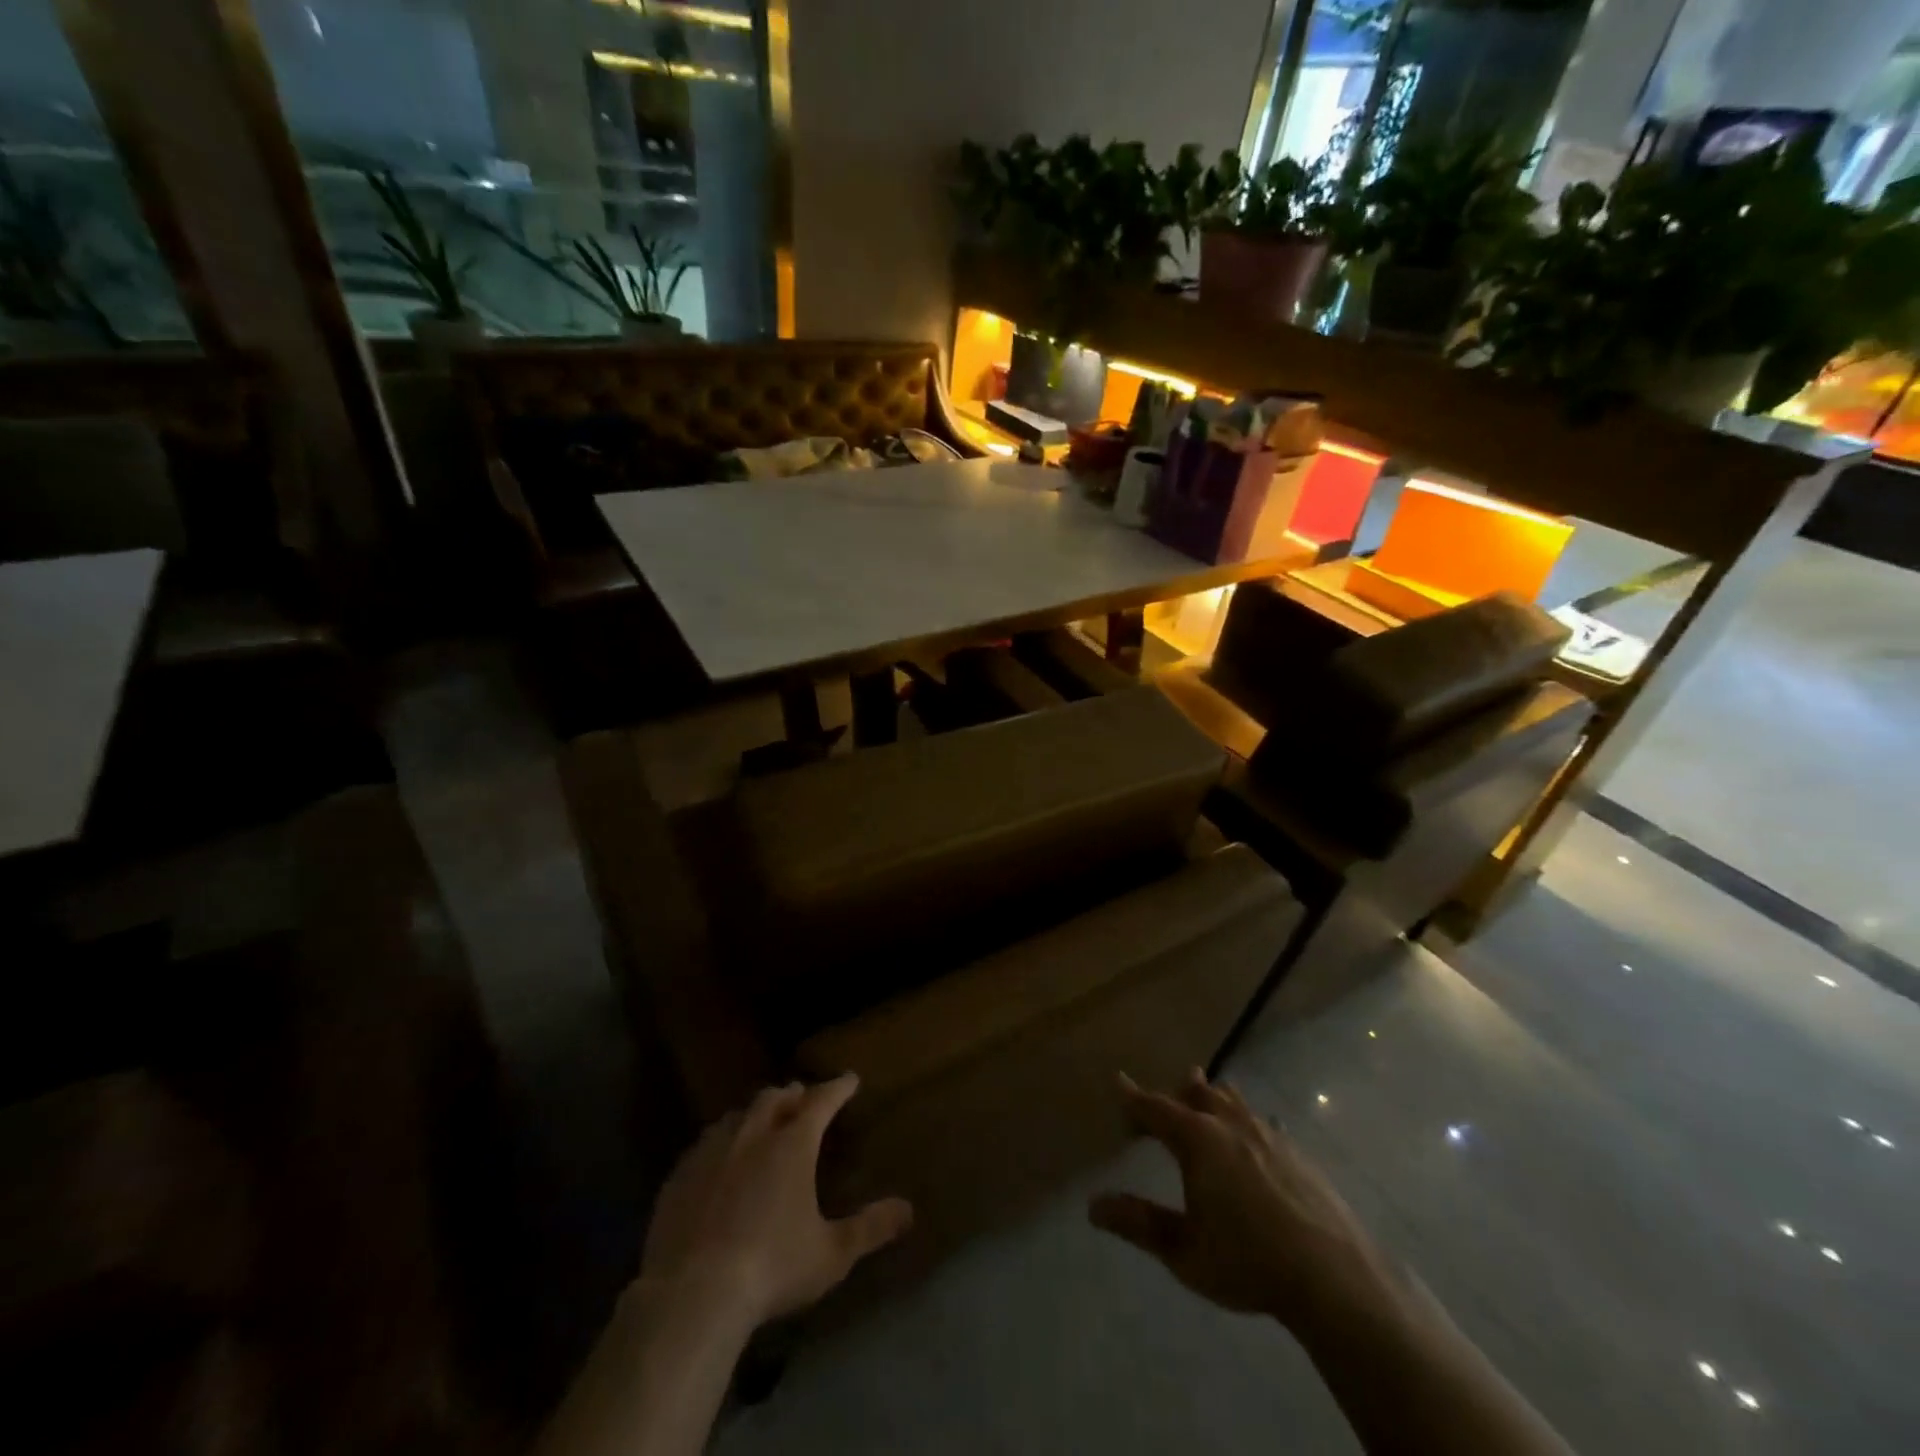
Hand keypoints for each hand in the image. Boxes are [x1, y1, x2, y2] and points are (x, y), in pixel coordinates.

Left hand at [641, 1075, 912, 1328]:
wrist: (692, 1294)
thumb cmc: (772, 1268)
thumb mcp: (831, 1254)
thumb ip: (870, 1228)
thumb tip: (908, 1209)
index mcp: (792, 1145)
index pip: (821, 1100)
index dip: (838, 1087)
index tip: (849, 1079)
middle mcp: (752, 1135)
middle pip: (775, 1098)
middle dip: (792, 1094)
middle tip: (802, 1097)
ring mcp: (711, 1152)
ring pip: (736, 1116)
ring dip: (754, 1114)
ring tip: (761, 1122)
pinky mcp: (679, 1176)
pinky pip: (703, 1145)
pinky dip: (720, 1142)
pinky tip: (717, 1160)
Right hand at [1090, 1069, 1393, 1331]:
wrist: (1333, 1277)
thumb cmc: (1248, 1261)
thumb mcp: (1184, 1251)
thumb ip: (1139, 1224)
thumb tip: (1093, 1205)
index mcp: (1197, 1140)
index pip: (1155, 1108)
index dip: (1133, 1097)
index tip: (1118, 1081)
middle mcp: (1229, 1125)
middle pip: (1196, 1094)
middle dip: (1173, 1095)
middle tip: (1158, 1103)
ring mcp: (1267, 1134)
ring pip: (1231, 1100)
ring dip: (1211, 1095)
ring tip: (1202, 1089)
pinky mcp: (1296, 1152)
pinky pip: (1262, 1121)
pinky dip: (1246, 1118)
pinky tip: (1256, 1129)